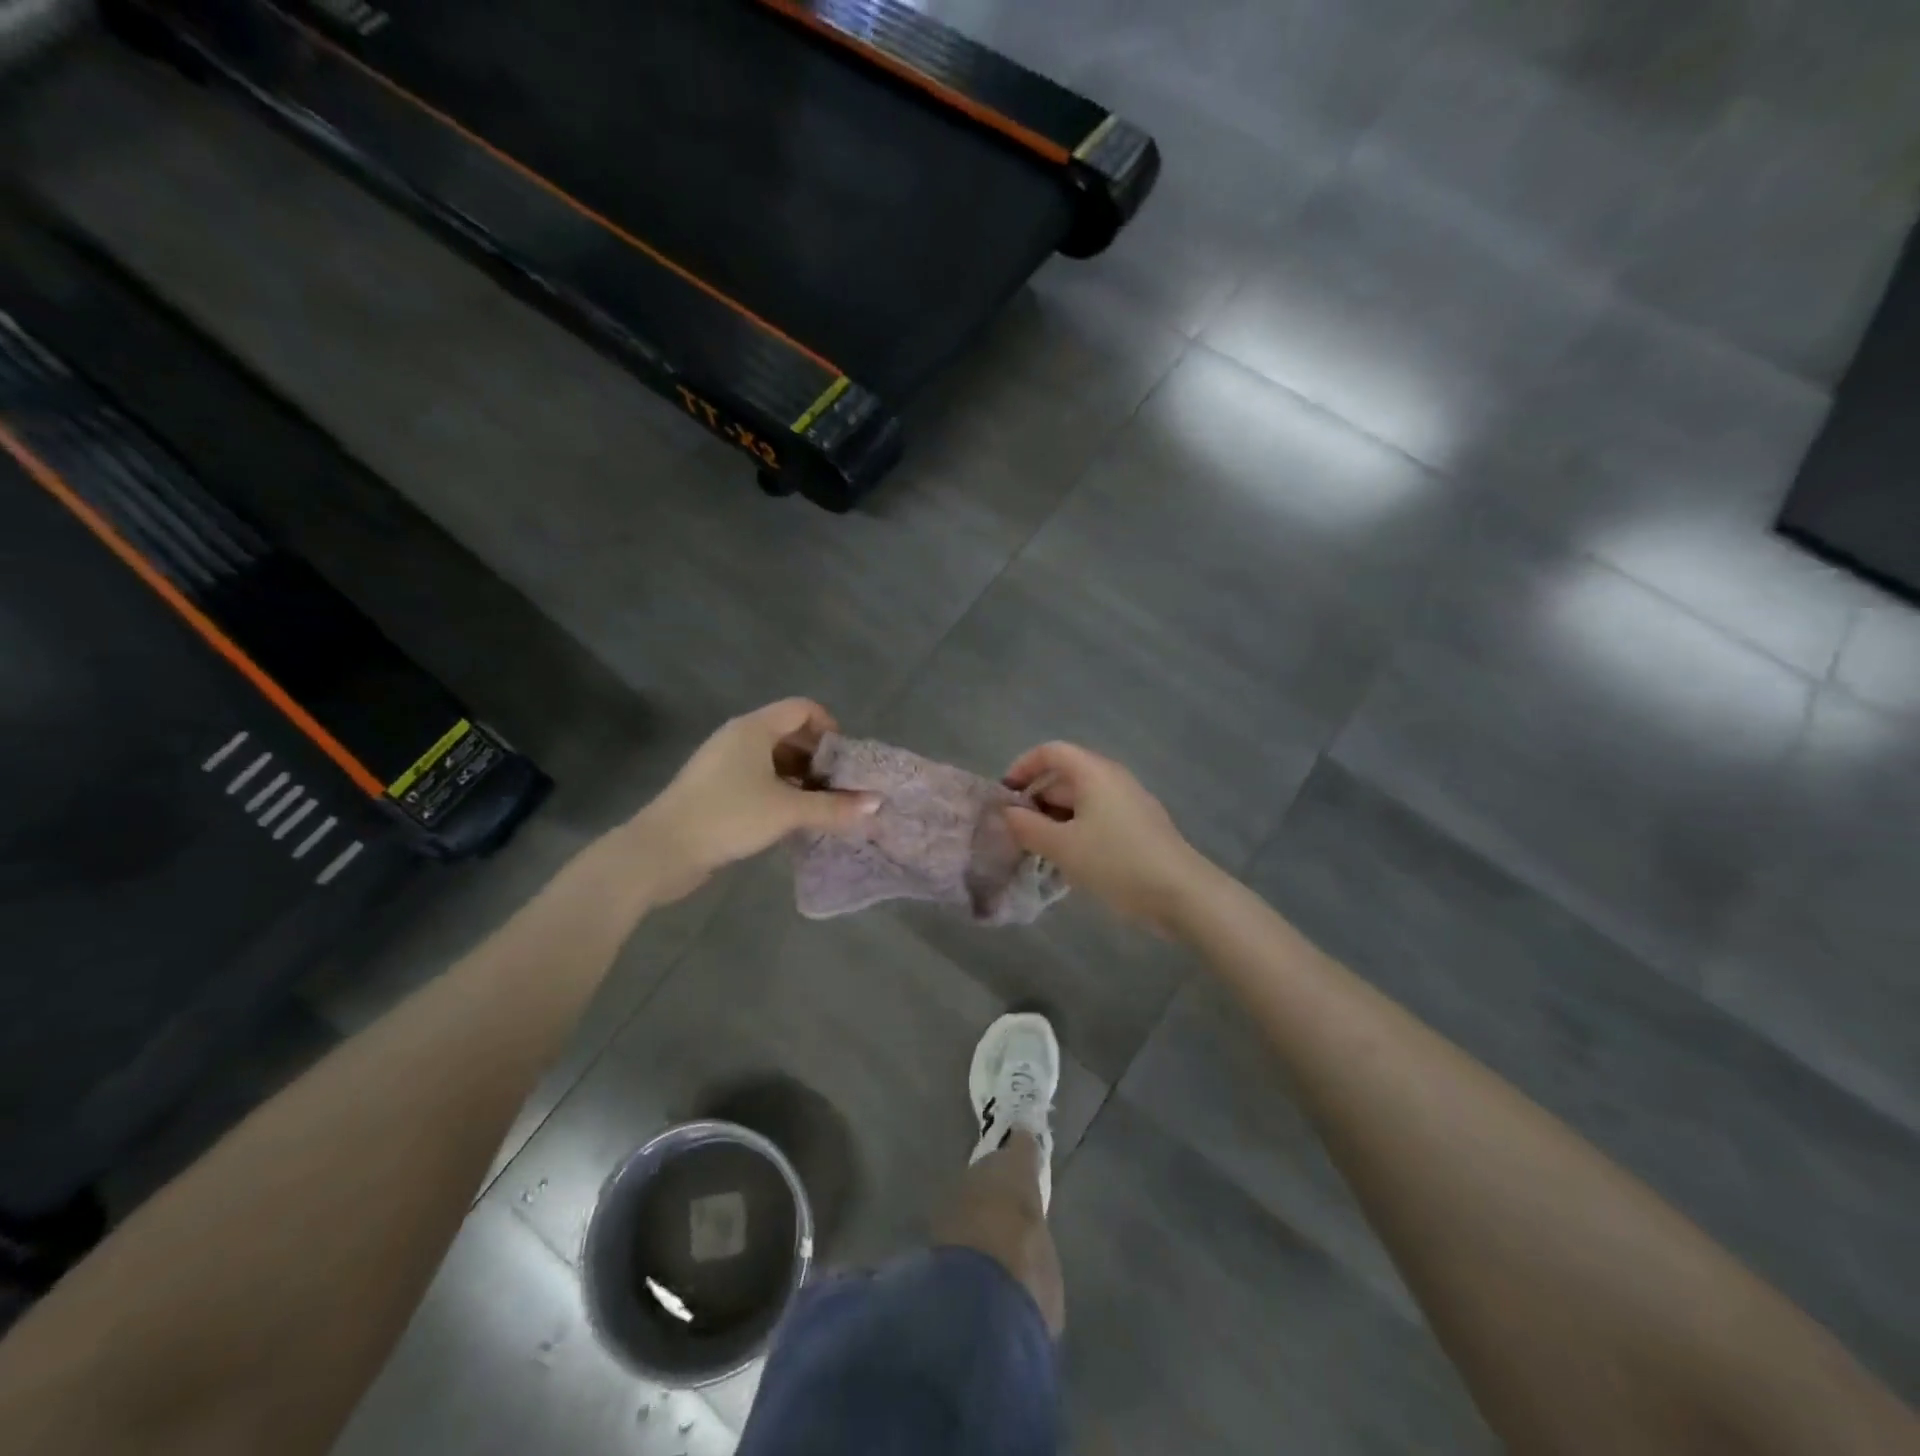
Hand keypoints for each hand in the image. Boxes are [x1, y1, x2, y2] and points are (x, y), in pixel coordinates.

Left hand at [630, 699, 878, 902]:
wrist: (661, 850)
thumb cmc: (728, 816)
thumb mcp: (787, 811)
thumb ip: (834, 807)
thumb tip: (877, 803)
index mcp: (754, 728)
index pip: (803, 709)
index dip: (830, 728)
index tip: (845, 762)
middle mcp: (738, 738)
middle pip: (790, 733)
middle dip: (819, 758)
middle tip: (840, 788)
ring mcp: (724, 764)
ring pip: (774, 760)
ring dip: (801, 778)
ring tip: (822, 807)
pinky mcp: (715, 789)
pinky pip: (758, 779)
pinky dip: (780, 791)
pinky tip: (793, 819)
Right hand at [1001, 742, 1212, 932]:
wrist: (1180, 893)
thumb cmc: (1115, 861)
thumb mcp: (1062, 846)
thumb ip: (1028, 827)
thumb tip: (1007, 814)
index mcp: (1093, 772)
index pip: (1051, 752)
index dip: (1023, 767)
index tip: (1005, 796)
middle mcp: (1112, 779)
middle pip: (1065, 776)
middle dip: (1036, 800)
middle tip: (1016, 832)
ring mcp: (1129, 803)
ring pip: (1081, 801)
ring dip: (1055, 820)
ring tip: (1037, 851)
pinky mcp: (1138, 827)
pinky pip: (1097, 818)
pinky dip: (1076, 831)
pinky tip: (1068, 861)